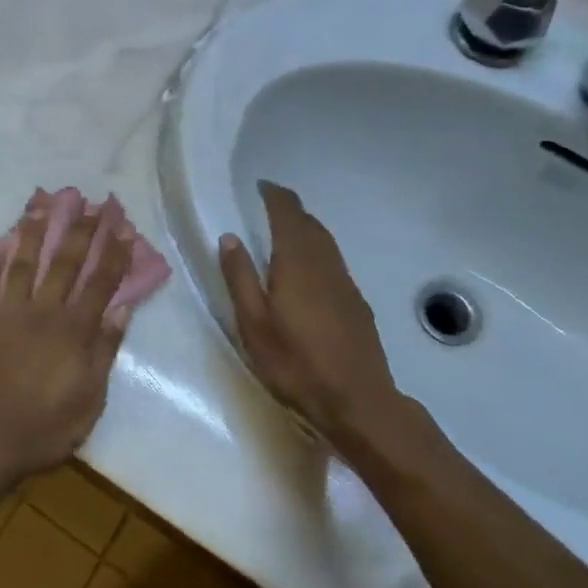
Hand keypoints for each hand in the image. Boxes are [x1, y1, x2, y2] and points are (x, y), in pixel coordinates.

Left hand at [0, 192, 131, 487]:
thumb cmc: (46, 428)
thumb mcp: (90, 399)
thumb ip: (105, 351)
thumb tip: (122, 308)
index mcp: (73, 331)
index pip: (99, 282)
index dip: (113, 253)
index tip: (122, 226)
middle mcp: (42, 312)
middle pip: (64, 262)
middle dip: (80, 229)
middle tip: (90, 200)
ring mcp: (7, 314)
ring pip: (22, 263)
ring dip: (33, 231)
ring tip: (41, 203)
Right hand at [219, 180, 406, 448]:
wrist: (357, 401)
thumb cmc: (295, 363)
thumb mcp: (253, 323)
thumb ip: (240, 277)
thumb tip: (229, 237)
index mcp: (297, 263)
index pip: (288, 214)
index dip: (275, 196)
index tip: (261, 187)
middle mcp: (325, 264)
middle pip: (310, 224)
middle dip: (290, 210)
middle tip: (268, 207)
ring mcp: (345, 284)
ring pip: (325, 243)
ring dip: (306, 229)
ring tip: (285, 233)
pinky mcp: (356, 304)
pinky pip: (334, 262)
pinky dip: (317, 252)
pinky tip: (308, 271)